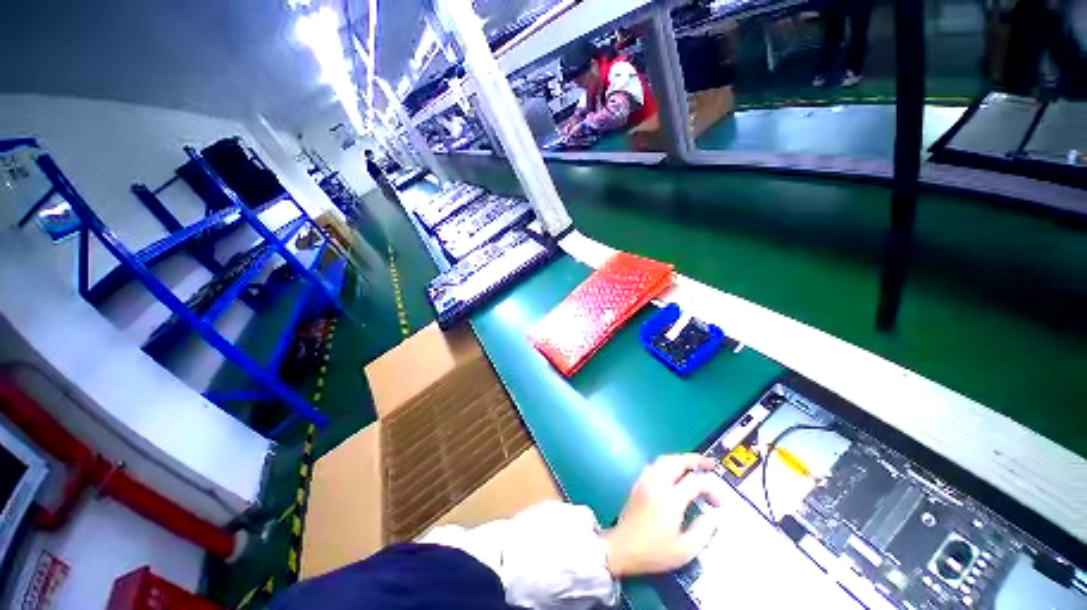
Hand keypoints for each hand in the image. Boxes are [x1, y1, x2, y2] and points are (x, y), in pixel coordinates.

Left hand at [603, 454, 724, 577]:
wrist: (622, 549)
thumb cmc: (654, 552)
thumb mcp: (684, 550)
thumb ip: (703, 530)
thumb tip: (716, 515)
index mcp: (670, 499)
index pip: (695, 482)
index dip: (711, 489)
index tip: (720, 504)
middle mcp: (657, 483)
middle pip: (676, 461)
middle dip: (695, 459)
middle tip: (710, 464)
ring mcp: (645, 481)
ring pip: (663, 459)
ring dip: (680, 460)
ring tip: (693, 467)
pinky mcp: (638, 483)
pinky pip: (654, 465)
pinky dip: (667, 464)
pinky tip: (672, 474)